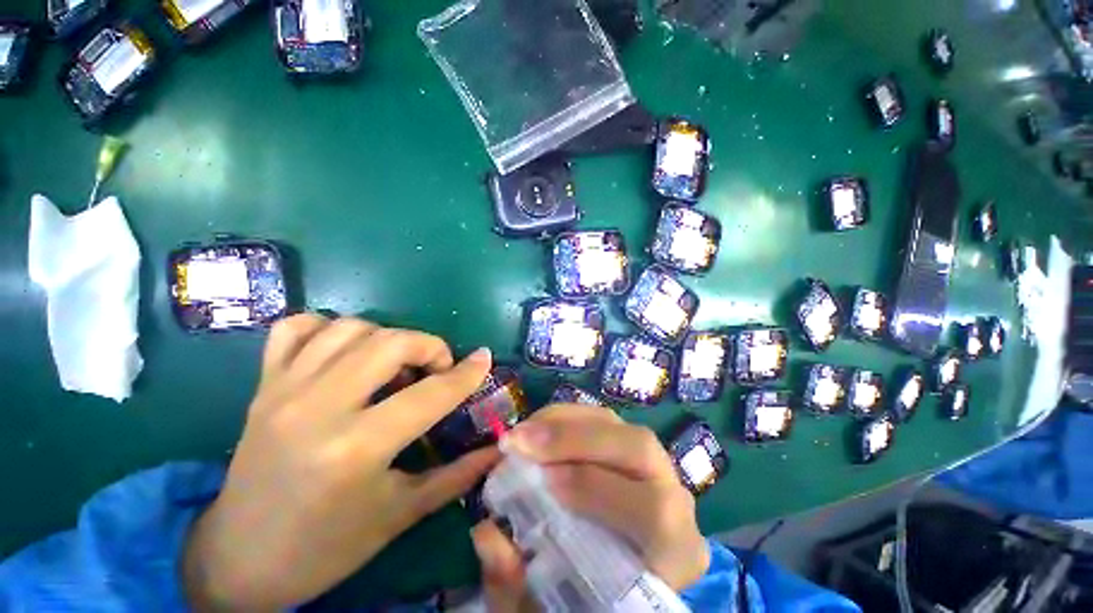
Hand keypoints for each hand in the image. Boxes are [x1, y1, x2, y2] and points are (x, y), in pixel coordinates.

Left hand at [183, 314, 499, 610]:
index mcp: (355, 449)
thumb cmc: (326, 547)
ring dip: (387, 336)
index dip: (466, 374)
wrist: (238, 558)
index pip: (430, 394)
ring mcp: (284, 390)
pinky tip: (345, 351)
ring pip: (350, 327)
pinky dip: (328, 327)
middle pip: (390, 342)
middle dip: (429, 346)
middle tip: (436, 369)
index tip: (484, 358)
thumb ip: (456, 475)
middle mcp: (318, 408)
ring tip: (395, 364)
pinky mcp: (263, 385)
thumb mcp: (400, 515)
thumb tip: (498, 448)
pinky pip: (296, 328)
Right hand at [470, 405, 709, 610]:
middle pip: (639, 448)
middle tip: (520, 441)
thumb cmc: (593, 592)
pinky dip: (565, 417)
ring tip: (521, 432)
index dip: (594, 489)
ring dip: (563, 421)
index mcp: (675, 550)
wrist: (624, 567)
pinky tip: (537, 428)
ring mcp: (655, 461)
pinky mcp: (628, 440)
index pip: (652, 512)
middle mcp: (675, 496)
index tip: (540, 481)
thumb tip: (486, 534)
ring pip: (616, 423)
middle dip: (575, 439)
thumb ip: (518, 583)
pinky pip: (599, 417)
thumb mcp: (551, 603)